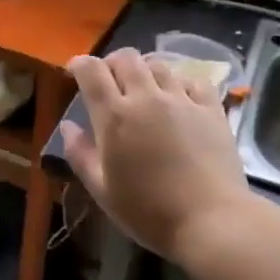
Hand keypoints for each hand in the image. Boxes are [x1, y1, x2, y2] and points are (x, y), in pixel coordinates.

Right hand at [60, 49, 254, 265]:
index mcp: (115, 116)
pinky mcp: (211, 108)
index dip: (80, 64)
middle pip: (126, 58)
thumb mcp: (102, 190)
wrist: (211, 221)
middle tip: (109, 81)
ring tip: (144, 89)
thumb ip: (80, 154)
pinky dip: (180, 83)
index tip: (75, 70)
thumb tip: (68, 125)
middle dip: (112, 63)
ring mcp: (182, 100)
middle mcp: (146, 97)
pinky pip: (193, 80)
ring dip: (145, 71)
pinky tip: (179, 98)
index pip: (91, 71)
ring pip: (159, 65)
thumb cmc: (148, 211)